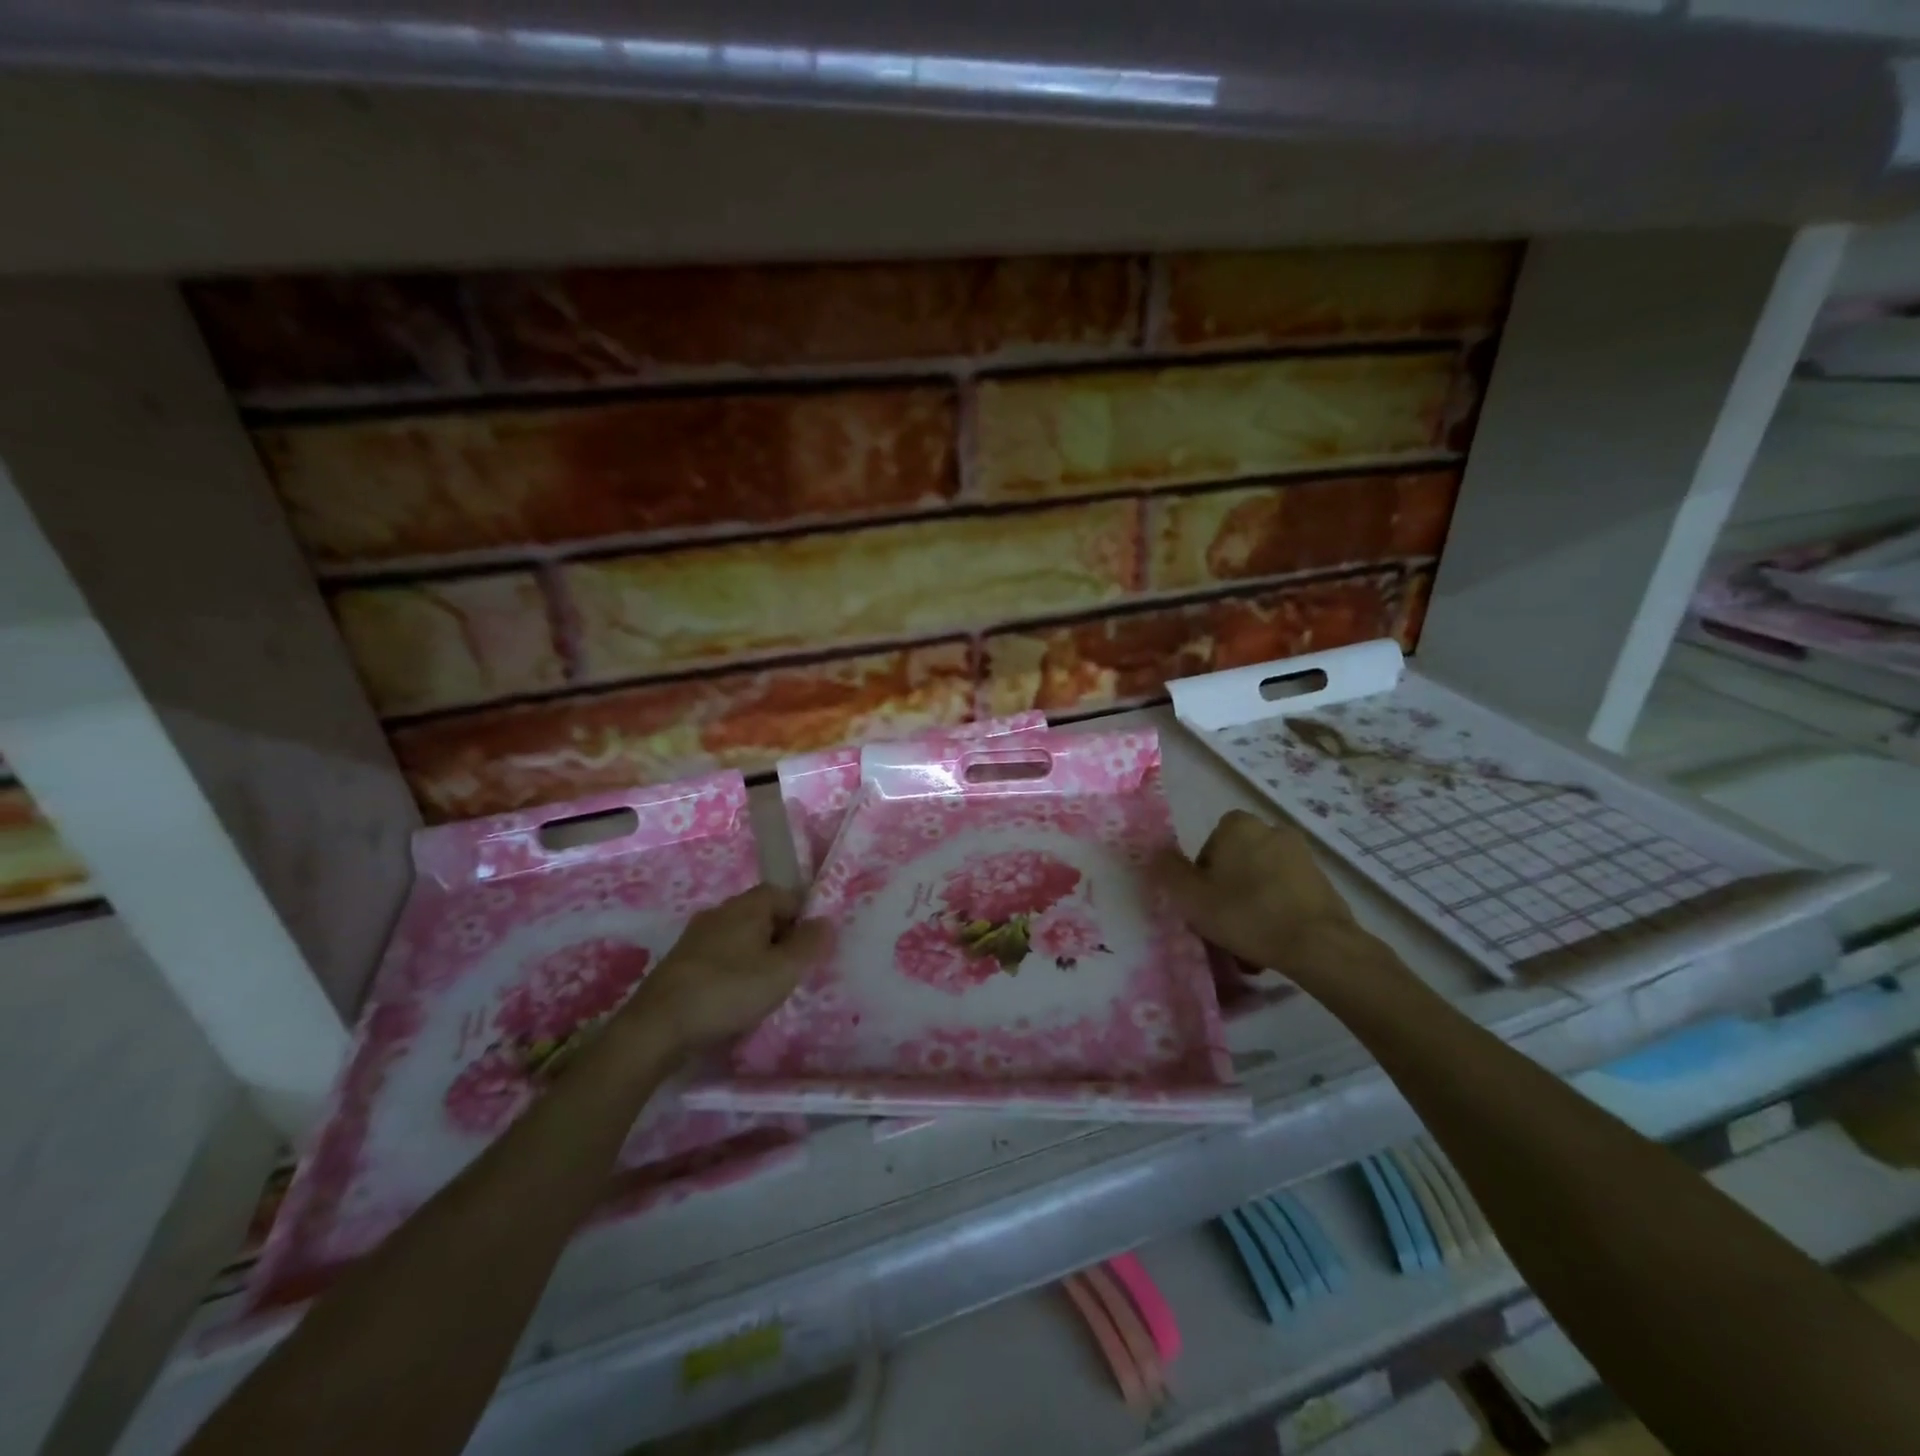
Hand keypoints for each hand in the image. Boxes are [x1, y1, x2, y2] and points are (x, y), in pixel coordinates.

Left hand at [628, 885, 827, 1054]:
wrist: (657, 1027)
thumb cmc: (728, 991)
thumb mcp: (782, 971)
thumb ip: (810, 944)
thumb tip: (826, 922)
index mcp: (748, 905)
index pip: (787, 895)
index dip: (804, 918)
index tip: (810, 950)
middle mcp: (721, 911)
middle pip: (763, 915)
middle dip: (782, 939)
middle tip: (792, 972)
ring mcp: (697, 935)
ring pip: (741, 937)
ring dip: (757, 957)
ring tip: (765, 988)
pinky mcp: (681, 961)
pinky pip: (720, 956)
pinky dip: (734, 970)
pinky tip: (734, 998)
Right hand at [1152, 810, 1367, 977]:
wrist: (1317, 943)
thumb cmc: (1246, 914)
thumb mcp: (1191, 897)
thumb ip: (1168, 871)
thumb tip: (1155, 852)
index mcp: (1238, 826)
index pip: (1210, 845)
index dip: (1203, 875)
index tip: (1204, 902)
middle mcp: (1271, 829)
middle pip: (1237, 861)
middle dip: (1229, 887)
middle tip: (1223, 920)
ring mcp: (1301, 854)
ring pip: (1261, 878)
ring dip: (1253, 900)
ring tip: (1249, 937)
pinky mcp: (1322, 880)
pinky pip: (1286, 892)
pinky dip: (1277, 909)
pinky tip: (1274, 938)